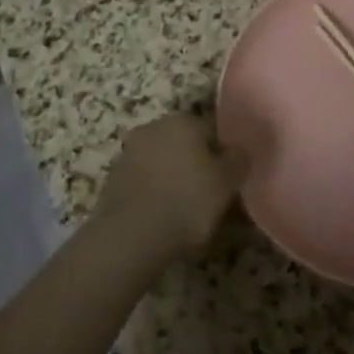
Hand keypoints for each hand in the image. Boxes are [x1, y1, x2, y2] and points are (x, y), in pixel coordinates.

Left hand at [93, 115, 245, 263]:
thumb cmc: (187, 201)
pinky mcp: (113, 176)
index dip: (221, 158)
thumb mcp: (226, 183)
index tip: (226, 183)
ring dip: (170, 177)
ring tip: (181, 210)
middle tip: (205, 197)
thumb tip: (240, 150)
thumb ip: (238, 161)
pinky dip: (151, 192)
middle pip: (183, 144)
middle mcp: (155, 126)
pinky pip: (142, 180)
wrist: (132, 232)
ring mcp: (130, 150)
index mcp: (184, 121)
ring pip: (161, 160)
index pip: (210, 132)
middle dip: (193, 164)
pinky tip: (159, 216)